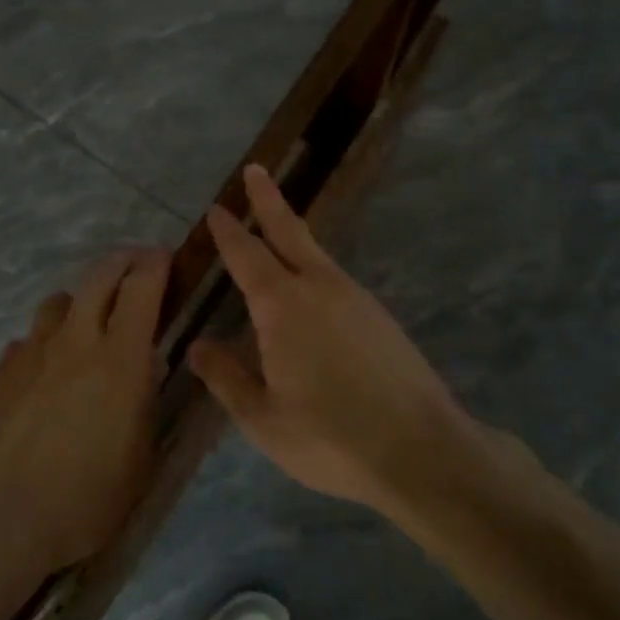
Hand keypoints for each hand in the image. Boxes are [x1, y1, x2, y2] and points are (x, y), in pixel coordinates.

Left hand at [0, 250, 168, 575]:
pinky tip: (46, 373)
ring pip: (59, 302)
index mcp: (120, 358)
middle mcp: (75, 341)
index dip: (156, 264)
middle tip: (135, 268)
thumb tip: (146, 368)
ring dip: (81, 303)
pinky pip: (29, 339)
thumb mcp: (140, 459)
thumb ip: (146, 404)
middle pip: (98, 275)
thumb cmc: (84, 499)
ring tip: (88, 326)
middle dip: (122, 261)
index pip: (142, 286)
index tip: (165, 258)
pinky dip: (46, 343)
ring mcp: (31, 352)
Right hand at [189, 165, 475, 510]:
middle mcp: (320, 289)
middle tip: (256, 170)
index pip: (247, 256)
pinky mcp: (381, 318)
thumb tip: (198, 346)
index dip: (229, 232)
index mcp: (283, 307)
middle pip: (289, 234)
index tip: (216, 209)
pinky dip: (316, 267)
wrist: (422, 450)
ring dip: (293, 234)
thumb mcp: (263, 418)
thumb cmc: (330, 437)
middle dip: (268, 201)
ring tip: (277, 227)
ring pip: (318, 254)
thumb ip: (227, 378)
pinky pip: (337, 279)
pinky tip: (313, 290)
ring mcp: (357, 300)